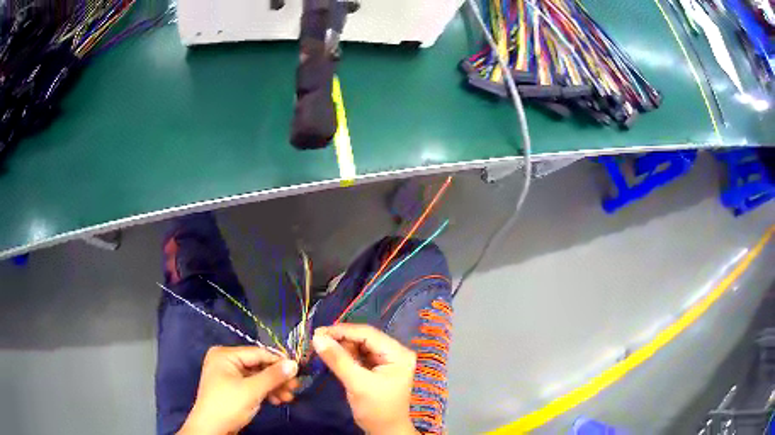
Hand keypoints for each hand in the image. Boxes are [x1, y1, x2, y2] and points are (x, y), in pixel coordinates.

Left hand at [178, 346, 298, 434]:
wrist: (211, 428)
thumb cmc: (228, 405)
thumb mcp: (252, 390)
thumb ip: (273, 376)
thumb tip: (294, 364)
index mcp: (225, 355)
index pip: (257, 353)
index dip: (279, 362)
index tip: (298, 371)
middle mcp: (225, 361)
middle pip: (258, 366)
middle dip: (277, 378)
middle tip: (296, 387)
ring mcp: (228, 375)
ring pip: (257, 377)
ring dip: (273, 387)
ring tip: (289, 398)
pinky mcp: (232, 388)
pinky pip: (252, 385)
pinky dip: (265, 392)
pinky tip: (277, 400)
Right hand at [313, 324, 418, 434]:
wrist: (385, 431)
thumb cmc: (376, 409)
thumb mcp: (357, 384)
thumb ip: (338, 360)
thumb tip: (317, 337)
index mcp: (398, 353)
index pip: (368, 333)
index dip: (342, 331)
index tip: (317, 332)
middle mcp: (395, 352)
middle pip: (364, 338)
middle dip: (341, 338)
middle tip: (317, 340)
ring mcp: (387, 360)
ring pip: (360, 346)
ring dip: (341, 346)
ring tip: (321, 347)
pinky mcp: (379, 369)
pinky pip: (360, 356)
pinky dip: (345, 355)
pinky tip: (332, 355)